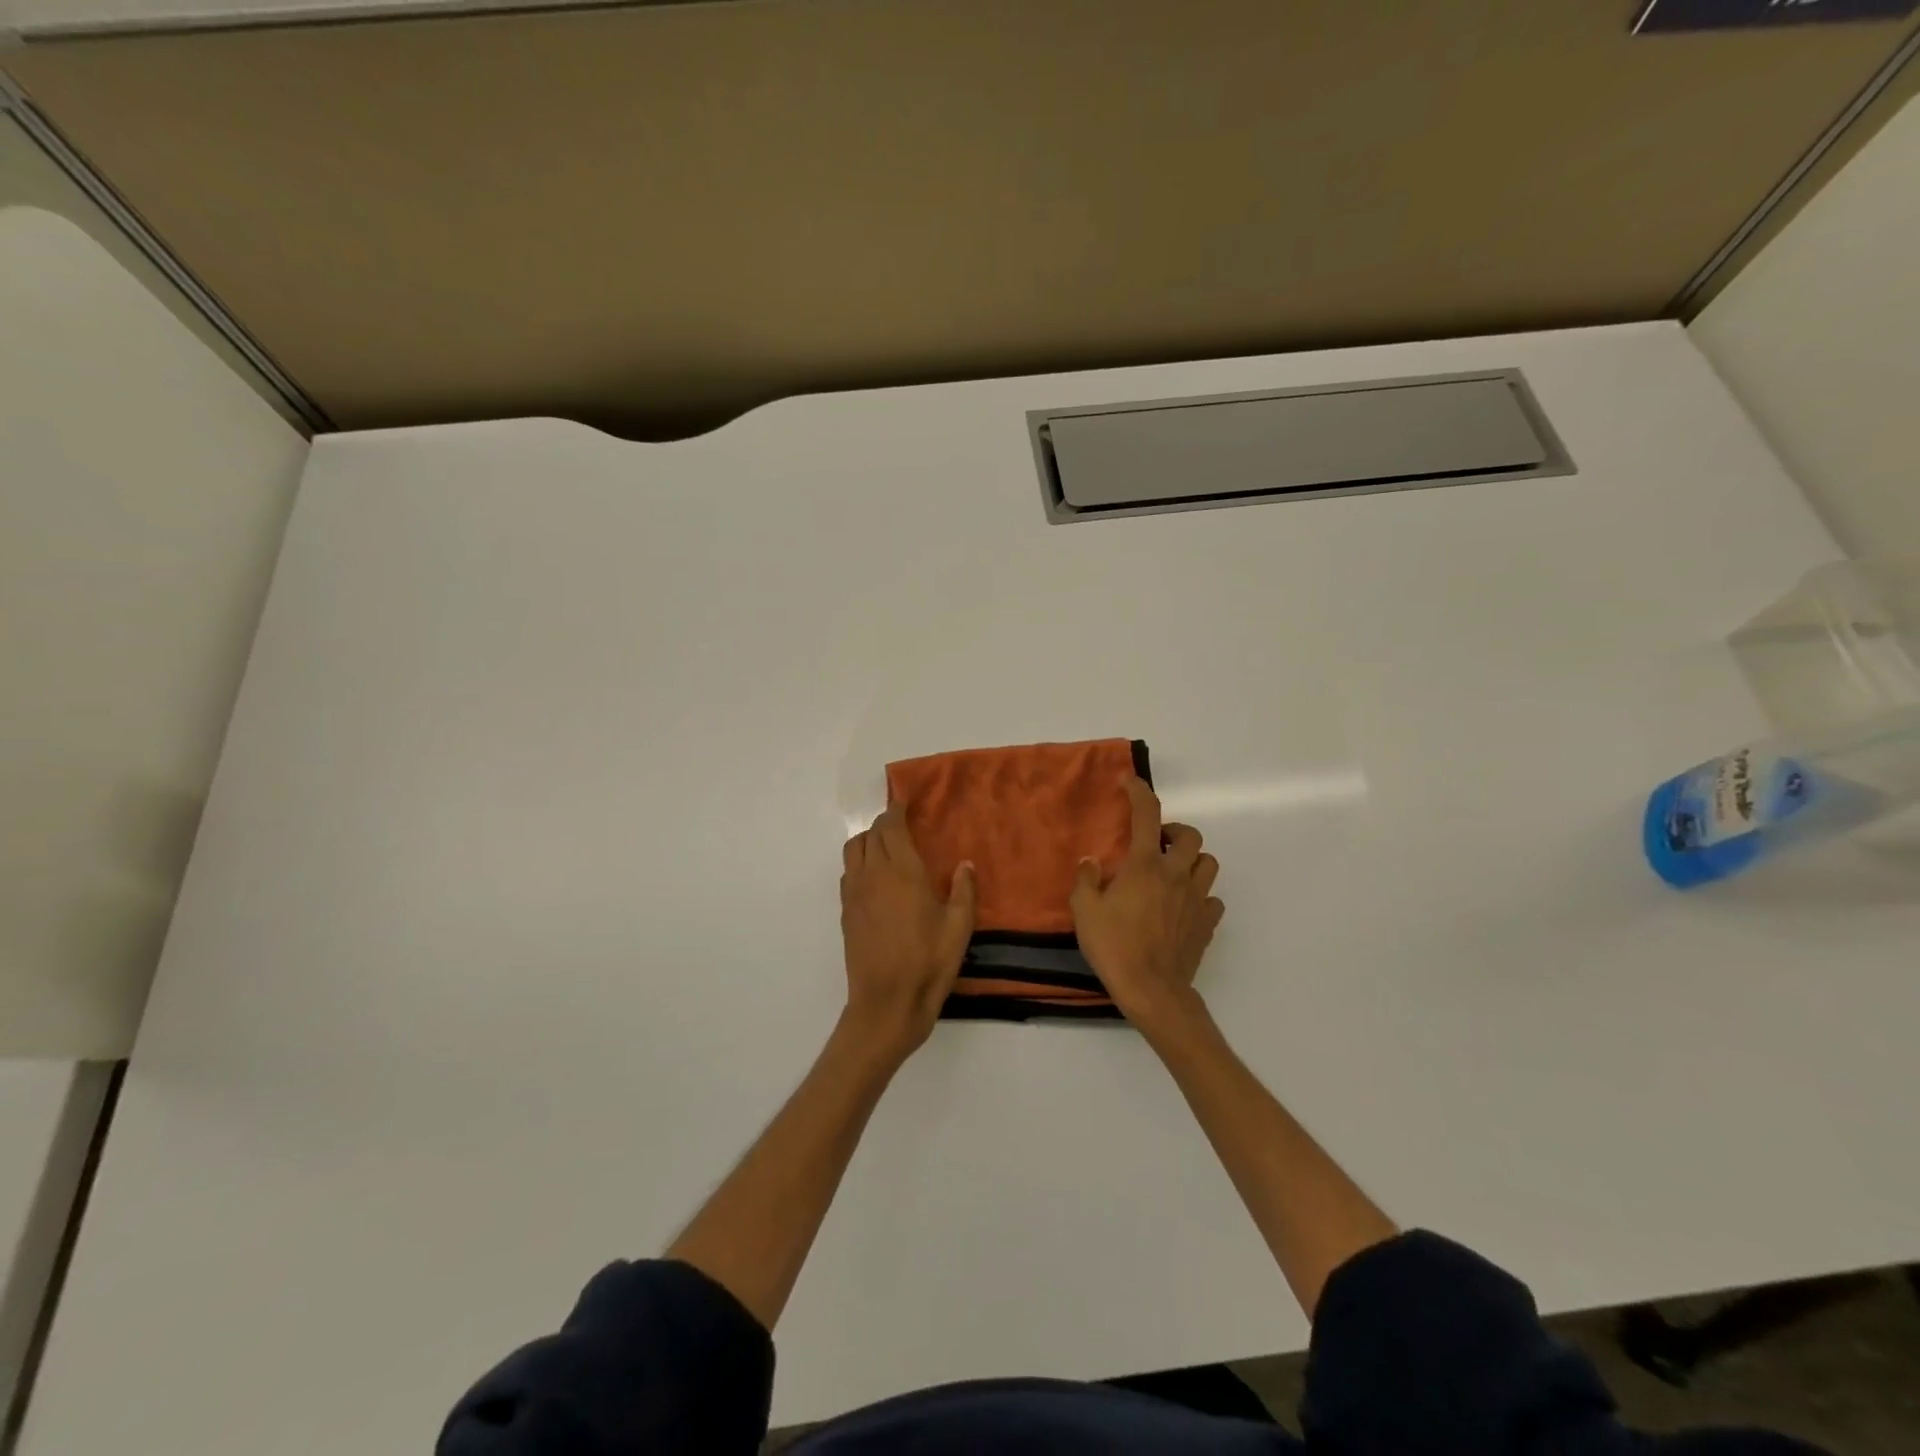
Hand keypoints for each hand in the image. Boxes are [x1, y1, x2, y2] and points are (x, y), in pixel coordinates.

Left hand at [840, 805, 975, 1058]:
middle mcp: (873, 875)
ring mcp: (855, 894)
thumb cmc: (928, 963)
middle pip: (870, 835)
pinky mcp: (846, 913)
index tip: (903, 802)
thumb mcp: (959, 928)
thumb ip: (963, 891)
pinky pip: (848, 873)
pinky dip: (859, 863)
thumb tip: (964, 864)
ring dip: (867, 840)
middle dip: (883, 823)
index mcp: (902, 872)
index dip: (895, 811)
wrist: (886, 1003)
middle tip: (900, 823)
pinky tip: (875, 878)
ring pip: (852, 850)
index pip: (890, 828)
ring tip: (885, 846)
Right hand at [1070, 776, 1223, 1031]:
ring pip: (1208, 863)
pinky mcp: (1207, 924)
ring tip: (1173, 872)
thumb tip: (1092, 861)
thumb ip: (1087, 879)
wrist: (1152, 990)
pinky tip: (1183, 907)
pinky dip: (1200, 896)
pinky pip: (1212, 900)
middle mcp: (1176, 874)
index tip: (1131, 782)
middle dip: (1174, 831)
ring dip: (1192, 860)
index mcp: (1145, 865)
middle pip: (1190, 836)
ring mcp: (1197, 899)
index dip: (1140, 792)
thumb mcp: (1085, 910)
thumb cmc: (1114, 946)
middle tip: (1155, 843)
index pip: (1147, 814)